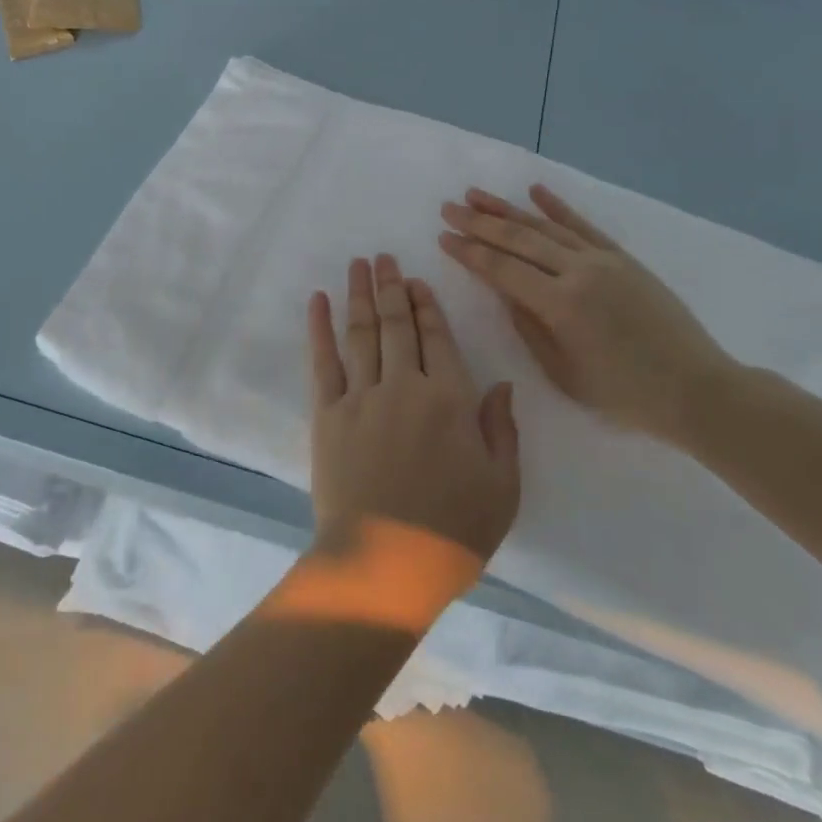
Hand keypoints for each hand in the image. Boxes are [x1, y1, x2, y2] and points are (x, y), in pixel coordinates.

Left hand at [306, 255, 520, 567]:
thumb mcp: (502, 488)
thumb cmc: (452, 531)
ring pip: (363, 333)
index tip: (416, 279)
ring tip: (358, 265)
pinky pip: (324, 361)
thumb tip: (503, 383)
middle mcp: (405, 386)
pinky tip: (319, 301)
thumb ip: (502, 430)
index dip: (426, 305)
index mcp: (449, 399)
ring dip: (360, 295)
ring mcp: (362, 397)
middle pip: (398, 325)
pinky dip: (320, 327)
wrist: (385, 565)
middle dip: (392, 287)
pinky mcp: (328, 414)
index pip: (438, 338)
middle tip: (383, 257)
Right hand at [439, 184, 738, 447]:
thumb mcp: (563, 372)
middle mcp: (578, 272)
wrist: (696, 389)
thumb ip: (528, 326)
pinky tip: (535, 191)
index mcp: (560, 305)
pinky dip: (557, 207)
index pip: (502, 269)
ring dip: (508, 209)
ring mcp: (603, 260)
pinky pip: (583, 226)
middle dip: (479, 222)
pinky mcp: (623, 258)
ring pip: (546, 226)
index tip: (443, 236)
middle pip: (519, 239)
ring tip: (476, 195)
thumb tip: (503, 290)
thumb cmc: (624, 394)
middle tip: (449, 207)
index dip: (470, 252)